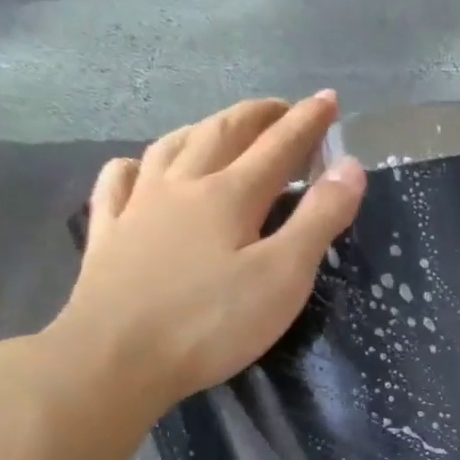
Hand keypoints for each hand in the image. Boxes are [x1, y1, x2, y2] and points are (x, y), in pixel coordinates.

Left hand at [47, 92, 365, 413]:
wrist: (114, 359)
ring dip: (204, 129)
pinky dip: (137, 165)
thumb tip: (352, 166)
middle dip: (258, 116)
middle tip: (283, 109)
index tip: (329, 100)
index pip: (278, 146)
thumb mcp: (284, 276)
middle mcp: (181, 186)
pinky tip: (139, 167)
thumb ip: (320, 219)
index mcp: (229, 195)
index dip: (307, 122)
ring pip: (172, 148)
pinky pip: (119, 183)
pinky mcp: (108, 236)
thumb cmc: (211, 323)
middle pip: (222, 134)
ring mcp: (137, 208)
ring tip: (222, 127)